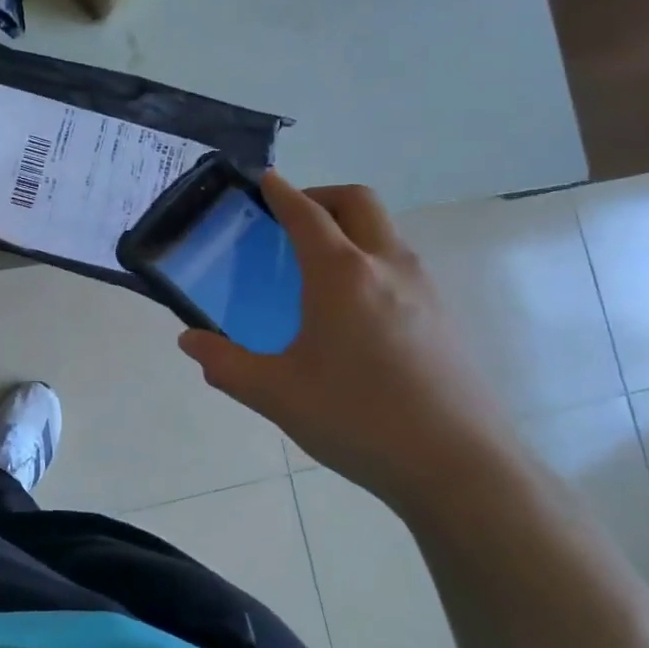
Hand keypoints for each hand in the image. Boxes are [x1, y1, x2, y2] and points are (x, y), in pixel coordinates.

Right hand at [179, 174, 517, 513]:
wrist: (459, 468)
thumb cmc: (357, 419)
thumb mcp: (275, 393)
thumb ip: (225, 363)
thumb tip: (189, 340)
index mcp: (341, 275)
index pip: (307, 214)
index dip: (281, 192)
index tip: (264, 179)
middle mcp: (387, 266)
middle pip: (357, 202)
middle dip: (321, 196)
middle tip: (290, 218)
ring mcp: (423, 289)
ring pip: (385, 230)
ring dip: (350, 226)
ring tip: (318, 263)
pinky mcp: (443, 315)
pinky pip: (401, 262)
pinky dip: (371, 256)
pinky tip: (354, 307)